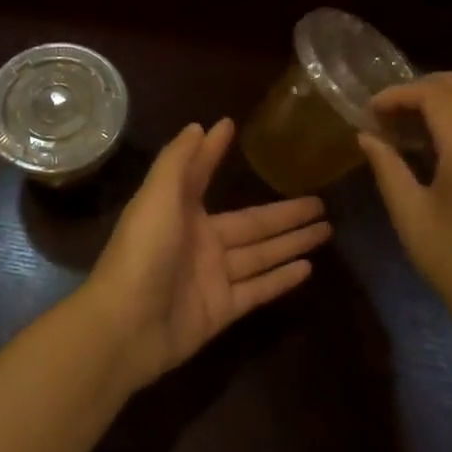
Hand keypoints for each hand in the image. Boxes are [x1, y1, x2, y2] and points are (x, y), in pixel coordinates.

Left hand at [82, 119, 330, 390]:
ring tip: (326, 230)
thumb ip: (180, 161)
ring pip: (261, 254)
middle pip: (252, 223)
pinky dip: (282, 279)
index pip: (204, 174)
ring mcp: (212, 277)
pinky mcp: (222, 310)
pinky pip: (258, 289)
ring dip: (292, 242)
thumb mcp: (157, 196)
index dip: (215, 153)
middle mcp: (200, 240)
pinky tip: (309, 268)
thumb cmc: (142, 251)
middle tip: (321, 201)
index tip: (232, 128)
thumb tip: (200, 126)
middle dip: (285, 212)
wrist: (126, 325)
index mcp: (180, 209)